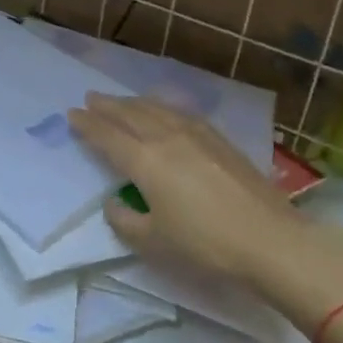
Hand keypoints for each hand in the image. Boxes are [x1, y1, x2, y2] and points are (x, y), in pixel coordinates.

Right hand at [69, 94, 342, 329]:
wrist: (270, 240)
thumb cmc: (205, 244)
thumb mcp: (153, 242)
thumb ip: (125, 221)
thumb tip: (114, 204)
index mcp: (144, 162)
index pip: (108, 137)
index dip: (87, 126)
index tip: (72, 115)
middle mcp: (166, 139)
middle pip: (130, 114)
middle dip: (107, 106)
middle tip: (90, 98)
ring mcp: (195, 135)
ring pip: (156, 109)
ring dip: (133, 102)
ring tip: (121, 101)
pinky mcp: (219, 140)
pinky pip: (180, 113)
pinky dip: (161, 107)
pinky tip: (163, 111)